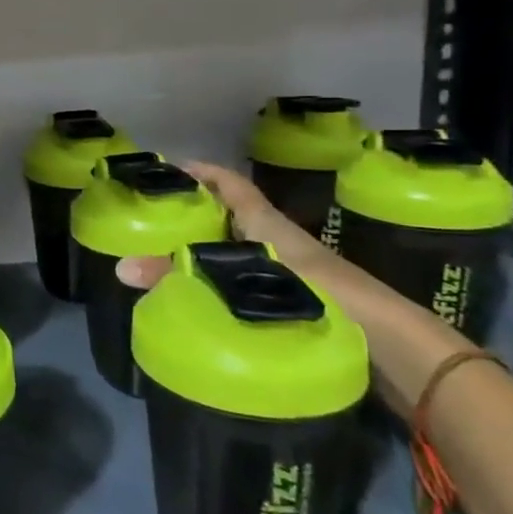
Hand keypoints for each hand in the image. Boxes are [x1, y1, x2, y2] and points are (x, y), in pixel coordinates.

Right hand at [117, 160, 320, 290]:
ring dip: (212, 250)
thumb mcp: (244, 278)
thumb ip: (184, 275)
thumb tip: (121, 269)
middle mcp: (279, 239)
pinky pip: (250, 281)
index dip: (203, 173)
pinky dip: (227, 282)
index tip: (169, 170)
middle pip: (232, 216)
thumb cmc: (321, 292)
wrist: (391, 344)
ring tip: (171, 259)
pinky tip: (206, 299)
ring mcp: (292, 271)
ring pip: (241, 250)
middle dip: (198, 214)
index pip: (230, 185)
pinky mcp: (299, 302)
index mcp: (268, 222)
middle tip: (157, 221)